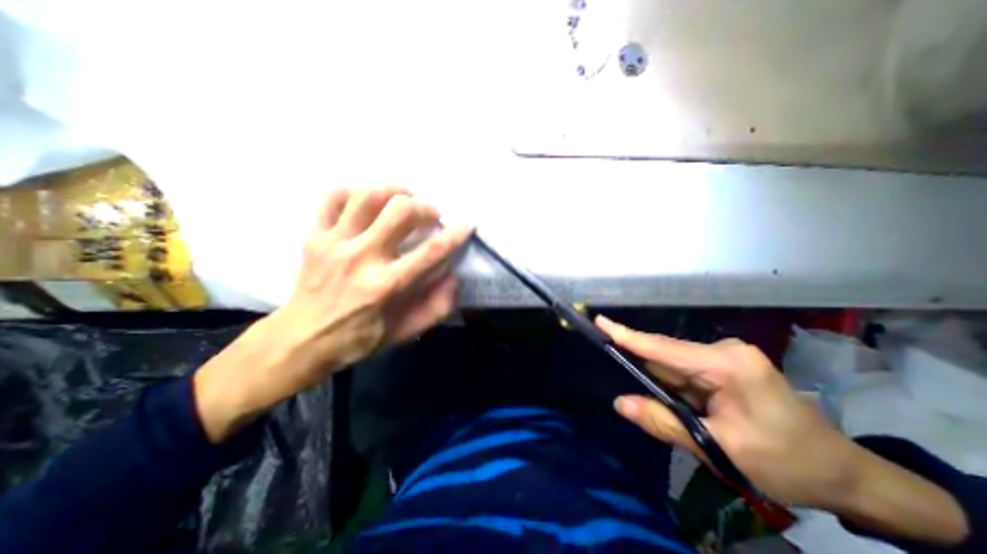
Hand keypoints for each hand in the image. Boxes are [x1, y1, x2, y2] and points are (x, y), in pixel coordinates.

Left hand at [197, 186, 473, 441]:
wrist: (301, 339)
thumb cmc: (358, 338)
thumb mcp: (404, 332)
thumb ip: (435, 307)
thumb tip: (454, 277)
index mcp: (386, 285)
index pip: (431, 251)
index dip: (455, 234)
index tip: (468, 223)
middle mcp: (361, 257)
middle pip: (400, 211)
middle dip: (425, 207)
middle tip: (431, 215)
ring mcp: (334, 243)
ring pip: (367, 196)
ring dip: (394, 192)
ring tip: (404, 200)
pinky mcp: (314, 236)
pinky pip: (333, 197)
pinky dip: (355, 192)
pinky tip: (368, 202)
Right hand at [593, 316, 865, 510]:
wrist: (842, 474)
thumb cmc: (788, 462)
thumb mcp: (720, 448)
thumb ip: (664, 423)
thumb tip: (620, 403)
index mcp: (728, 364)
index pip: (664, 348)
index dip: (628, 336)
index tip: (600, 321)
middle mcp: (724, 351)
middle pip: (666, 356)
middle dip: (643, 369)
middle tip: (625, 381)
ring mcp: (724, 357)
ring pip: (673, 365)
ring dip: (660, 383)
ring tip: (668, 407)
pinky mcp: (723, 367)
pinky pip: (684, 373)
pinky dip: (672, 387)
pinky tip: (681, 405)